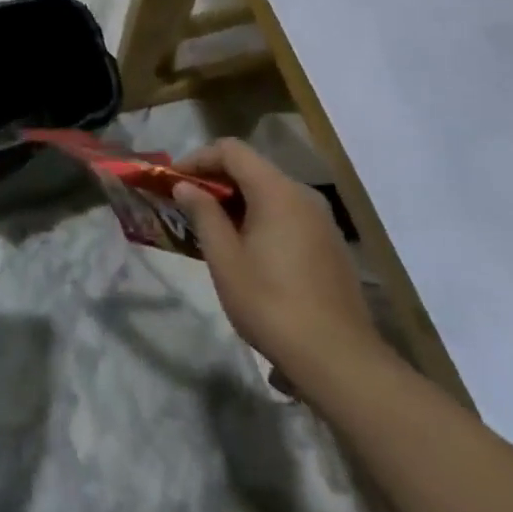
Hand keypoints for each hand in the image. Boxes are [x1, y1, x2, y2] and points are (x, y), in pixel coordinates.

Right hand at [174, 139, 383, 380]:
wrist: (338, 360)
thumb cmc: (271, 304)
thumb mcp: (225, 258)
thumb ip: (203, 214)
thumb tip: (185, 187)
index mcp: (277, 192)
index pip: (231, 151)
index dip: (197, 158)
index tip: (174, 181)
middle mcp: (303, 196)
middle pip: (252, 168)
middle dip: (215, 180)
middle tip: (186, 204)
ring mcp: (322, 221)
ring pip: (270, 192)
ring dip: (237, 200)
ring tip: (211, 227)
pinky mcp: (330, 244)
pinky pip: (287, 214)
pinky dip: (260, 216)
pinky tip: (246, 248)